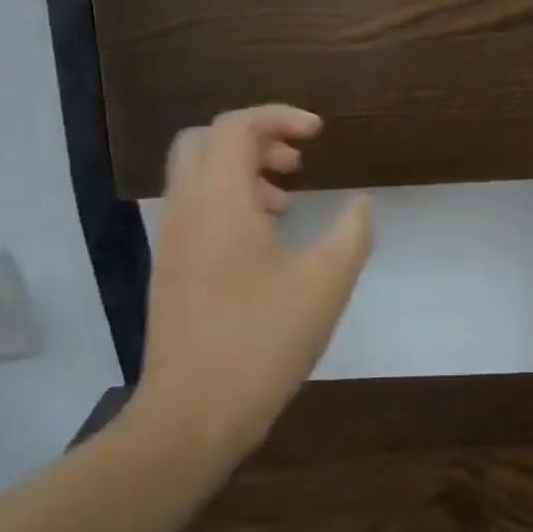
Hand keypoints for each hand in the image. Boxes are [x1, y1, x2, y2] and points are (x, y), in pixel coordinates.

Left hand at [121, 105, 374, 465]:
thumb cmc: (262, 340)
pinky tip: (266, 241)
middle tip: (296, 161)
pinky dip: (228, 202)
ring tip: (287, 201)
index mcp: (220, 201)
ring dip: (242, 171)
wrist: (191, 415)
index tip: (318, 135)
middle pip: (205, 140)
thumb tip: (362, 204)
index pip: (236, 126)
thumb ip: (352, 232)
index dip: (280, 116)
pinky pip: (195, 209)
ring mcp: (172, 241)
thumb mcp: (326, 282)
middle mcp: (186, 209)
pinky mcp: (170, 269)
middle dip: (254, 137)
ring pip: (198, 175)